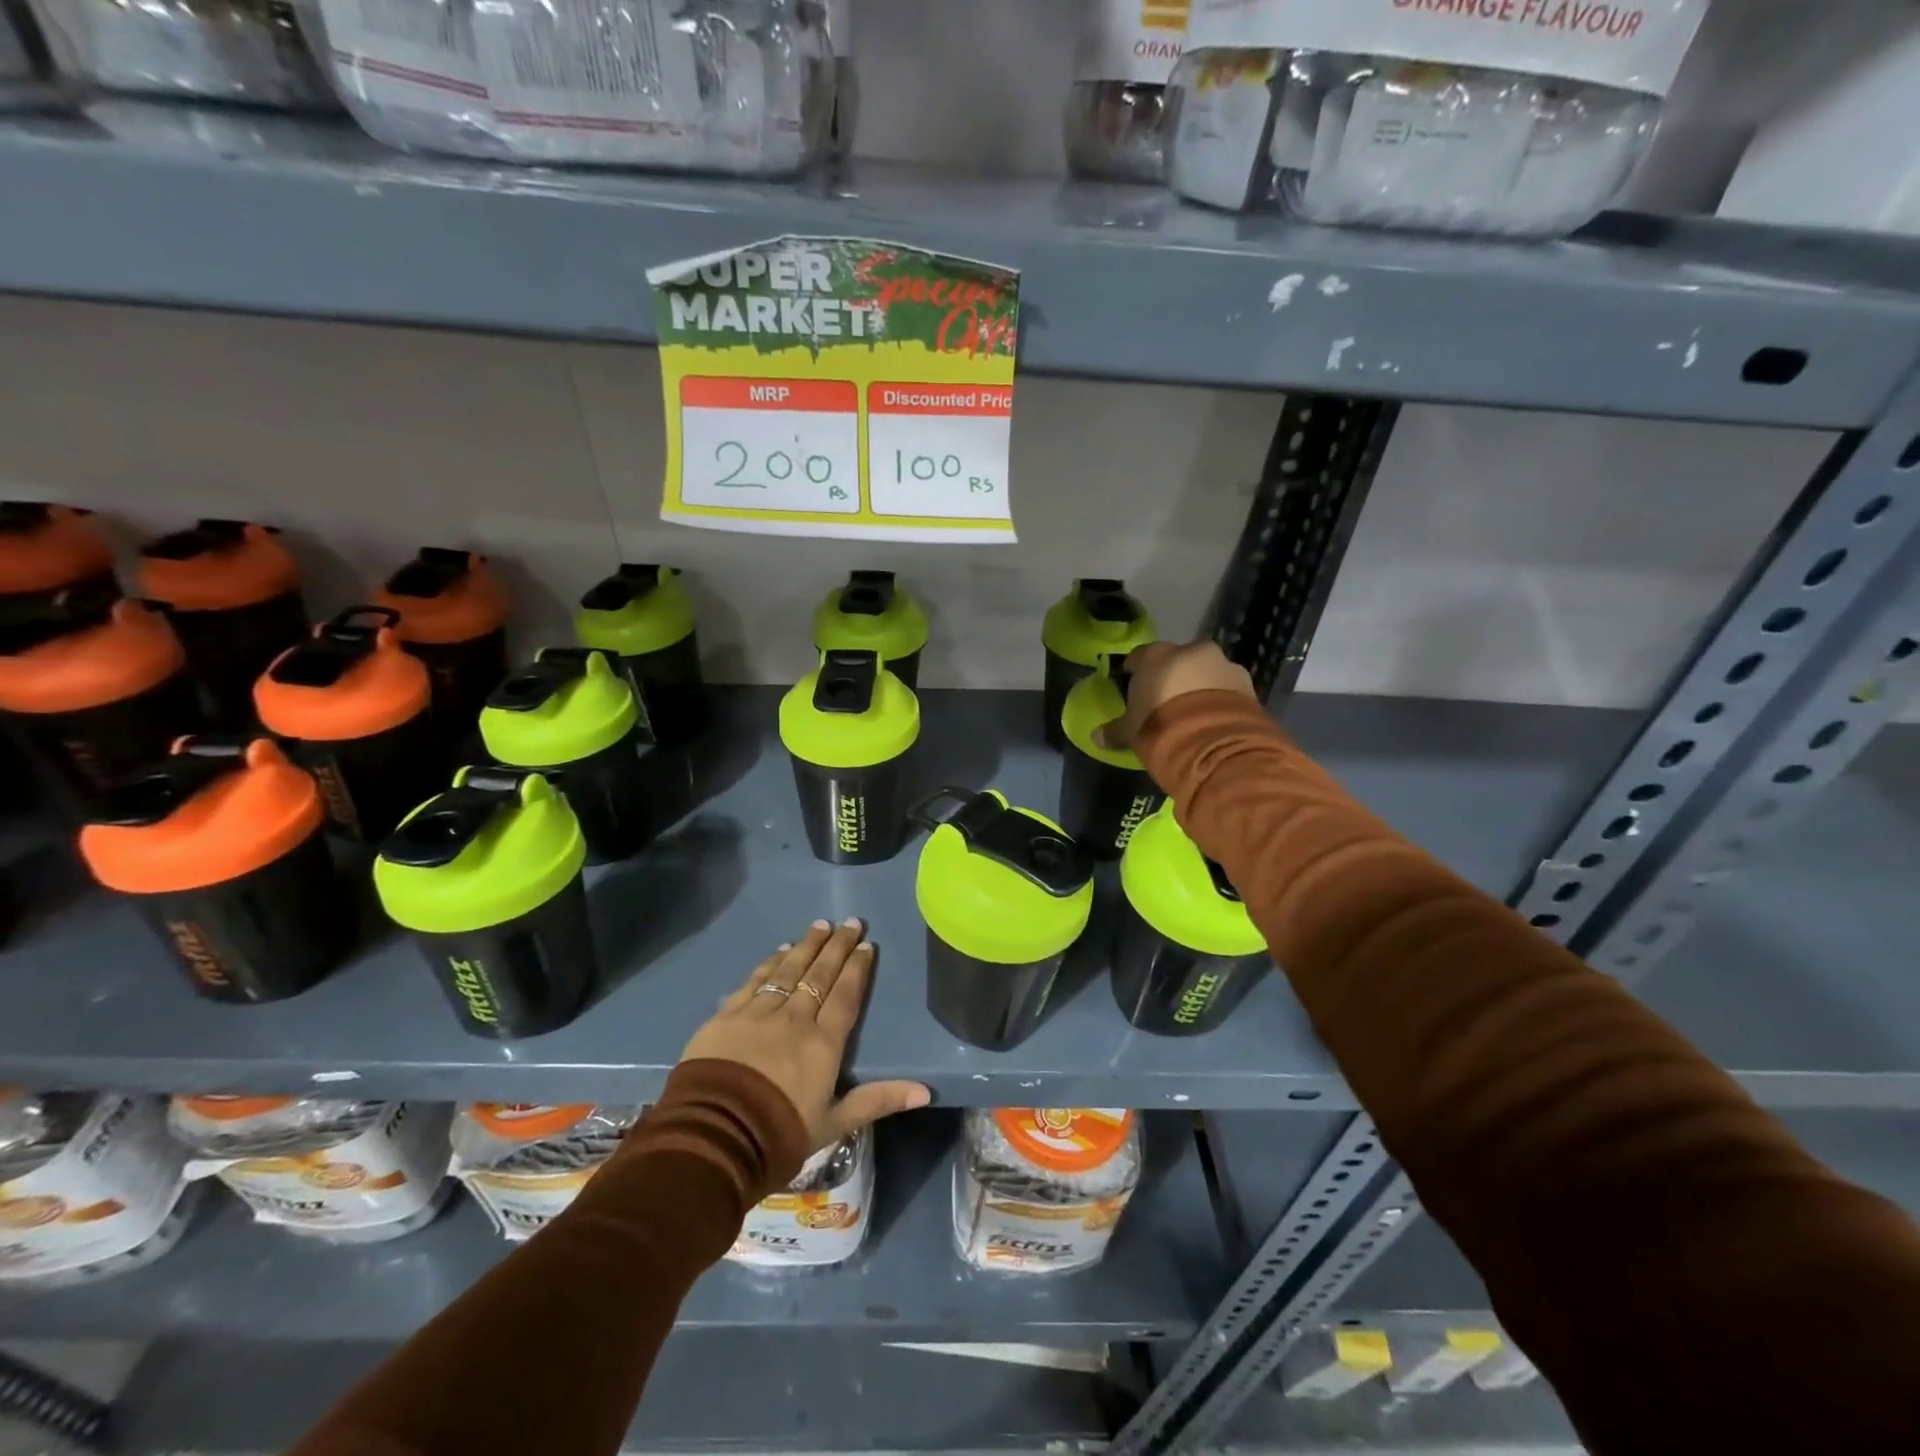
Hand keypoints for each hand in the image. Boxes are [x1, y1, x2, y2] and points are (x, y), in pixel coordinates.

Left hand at [681, 918, 930, 1151]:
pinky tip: (780, 950)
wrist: (714, 1139)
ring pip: (789, 970)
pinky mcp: (727, 1016)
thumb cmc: (779, 1135)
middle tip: (850, 922)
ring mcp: (759, 1013)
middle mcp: (795, 1019)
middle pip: (820, 975)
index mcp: (824, 1043)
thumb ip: (877, 1100)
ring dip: (807, 945)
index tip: (866, 945)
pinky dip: (770, 962)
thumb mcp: (834, 1124)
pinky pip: (755, 980)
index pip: (846, 996)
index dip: (857, 969)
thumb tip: (925, 1090)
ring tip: (820, 925)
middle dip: (837, 946)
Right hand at [1096, 640, 1256, 751]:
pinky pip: (1228, 689)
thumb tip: (1096, 737)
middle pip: (1177, 660)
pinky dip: (1221, 700)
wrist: (1213, 742)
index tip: (1132, 683)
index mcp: (1157, 655)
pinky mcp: (1248, 685)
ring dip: (1201, 686)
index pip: (1140, 656)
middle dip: (1172, 676)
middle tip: (1166, 700)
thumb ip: (1115, 730)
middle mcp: (1191, 651)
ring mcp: (1224, 665)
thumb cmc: (1160, 727)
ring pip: (1207, 671)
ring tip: (1195, 712)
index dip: (1135, 670)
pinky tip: (1215, 719)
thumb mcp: (1131, 732)